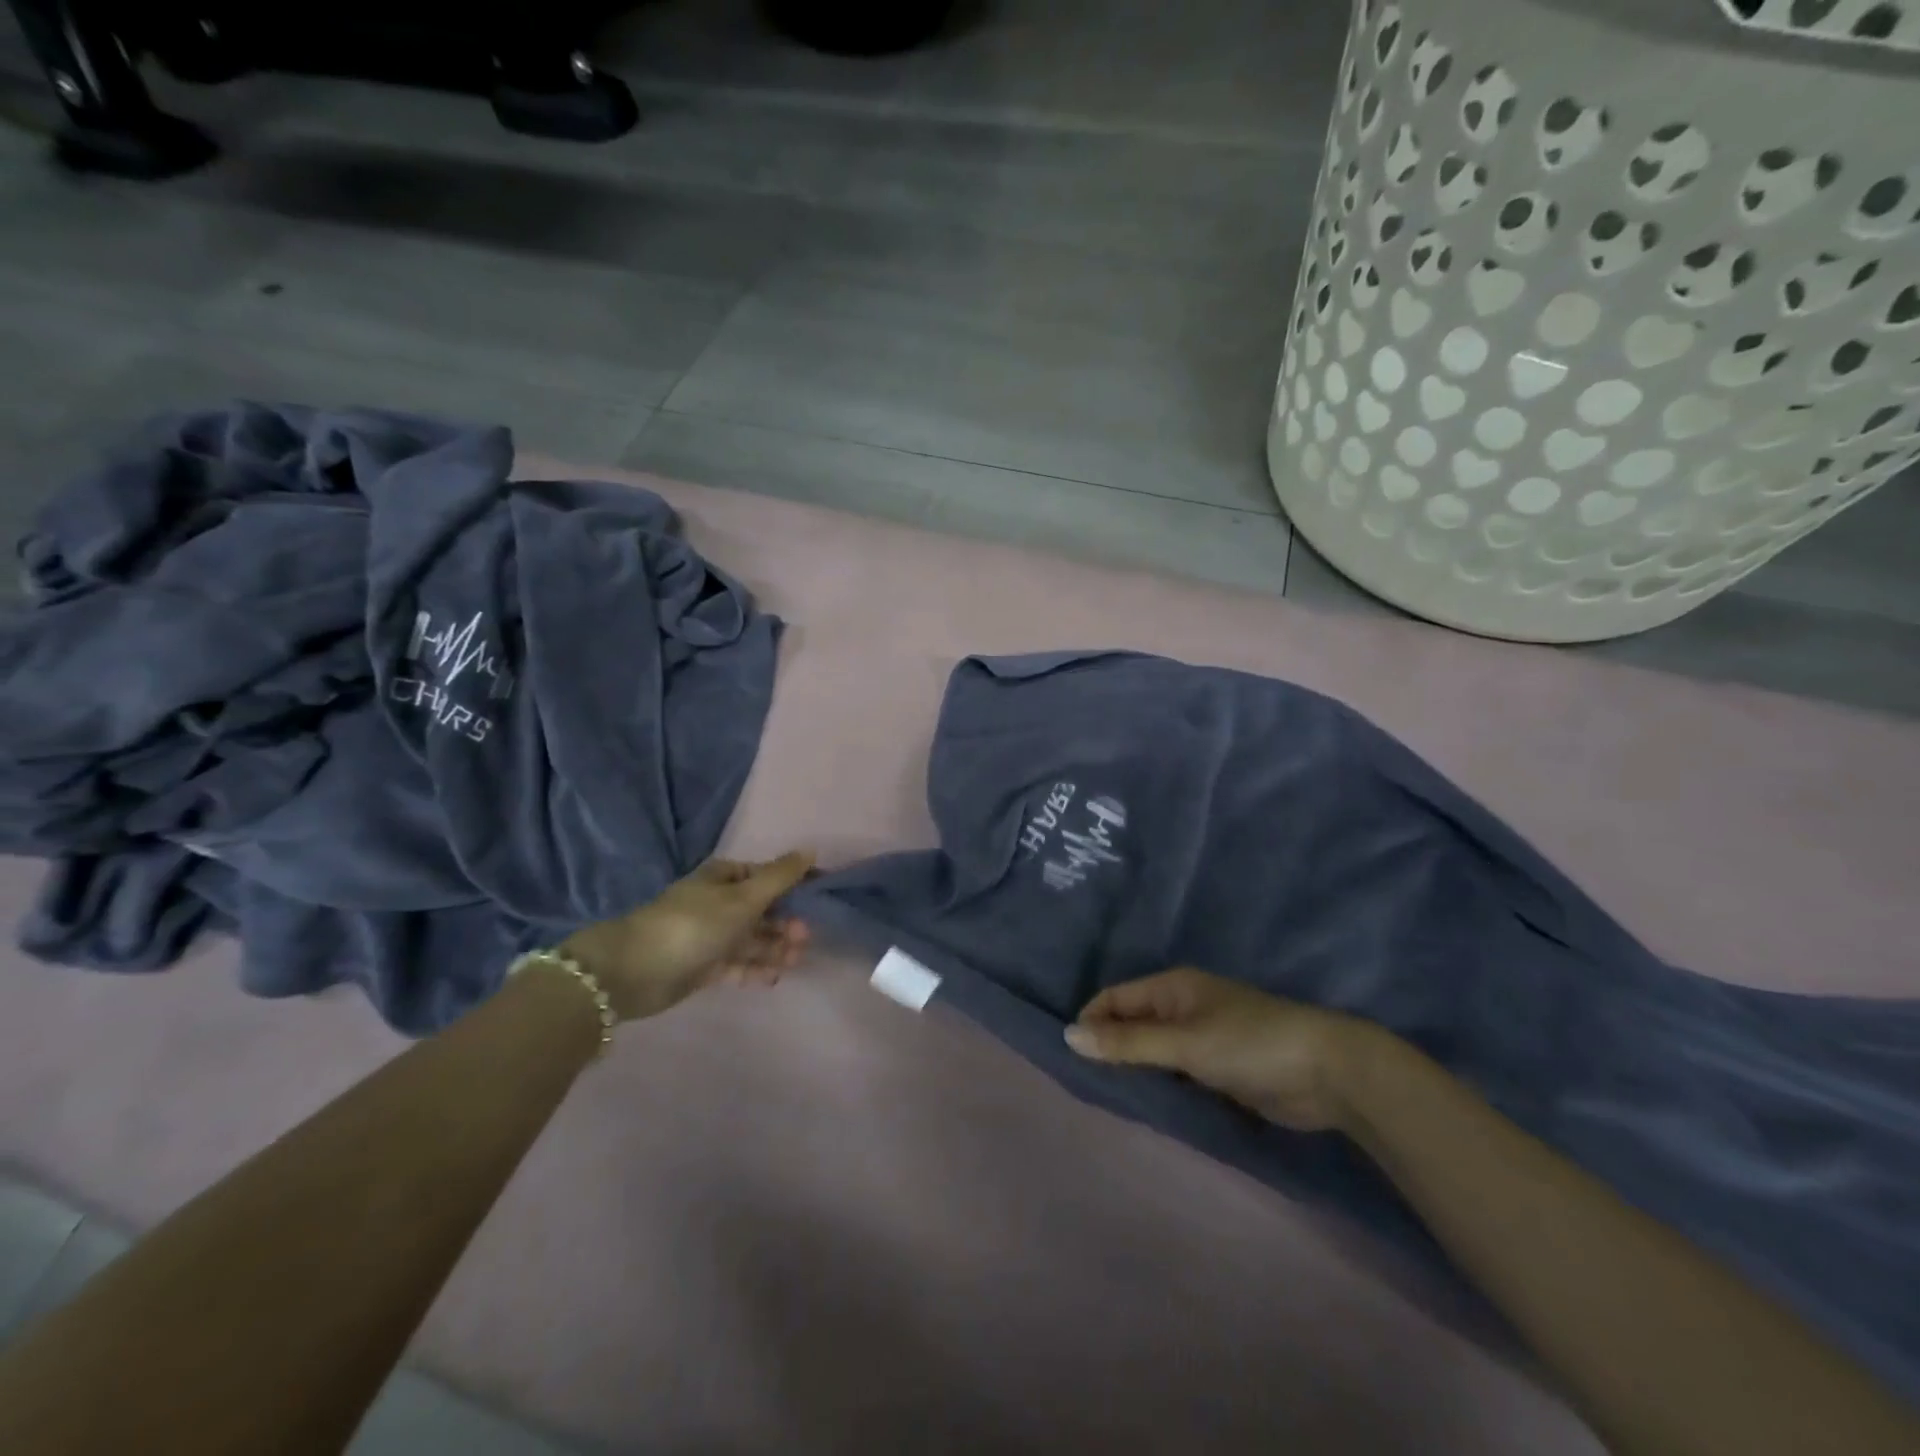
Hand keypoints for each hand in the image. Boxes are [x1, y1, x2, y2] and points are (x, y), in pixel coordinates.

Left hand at [558, 852, 814, 1021]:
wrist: (635, 970)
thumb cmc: (694, 923)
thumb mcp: (744, 897)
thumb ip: (780, 876)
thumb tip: (810, 849)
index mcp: (725, 878)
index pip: (767, 876)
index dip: (794, 885)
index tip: (819, 899)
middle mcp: (719, 903)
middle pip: (762, 910)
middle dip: (786, 923)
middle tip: (805, 939)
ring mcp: (710, 936)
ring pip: (752, 939)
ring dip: (776, 948)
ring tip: (795, 960)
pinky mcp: (703, 966)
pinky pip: (737, 964)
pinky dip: (756, 969)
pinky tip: (774, 977)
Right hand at [1064, 968, 1383, 1132]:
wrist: (1329, 1073)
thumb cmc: (1250, 1044)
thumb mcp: (1184, 1043)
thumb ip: (1128, 1043)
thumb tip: (1069, 1036)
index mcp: (1173, 987)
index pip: (1115, 997)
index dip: (1091, 1021)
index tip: (1070, 1056)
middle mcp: (1184, 1006)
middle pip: (1132, 1022)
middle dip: (1109, 1046)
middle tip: (1085, 1081)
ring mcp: (1204, 1037)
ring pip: (1153, 1048)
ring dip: (1134, 1066)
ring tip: (1107, 1095)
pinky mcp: (1220, 1067)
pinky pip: (1176, 1070)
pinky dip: (1160, 1082)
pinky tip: (1146, 1102)